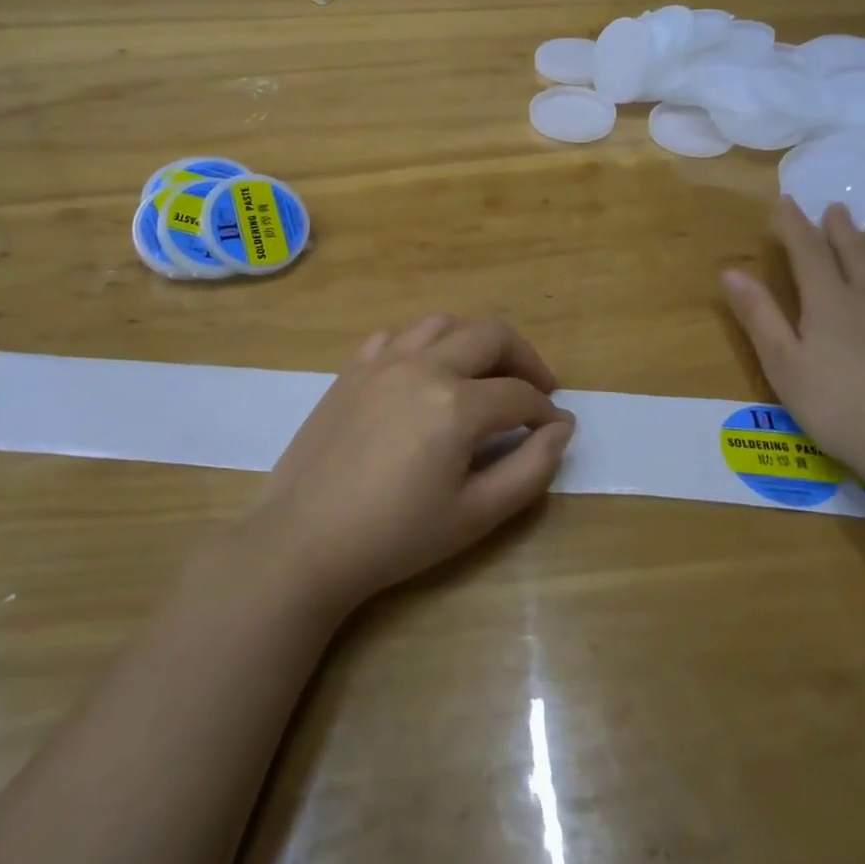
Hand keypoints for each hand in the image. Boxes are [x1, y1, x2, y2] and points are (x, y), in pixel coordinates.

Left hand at [242, 314, 574, 614]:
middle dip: (524, 358)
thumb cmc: (395, 537)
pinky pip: (396, 336)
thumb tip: (560, 429)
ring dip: (474, 342)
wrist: (304, 540)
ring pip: (443, 323)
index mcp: (457, 404)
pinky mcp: (352, 369)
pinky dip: (423, 346)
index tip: (555, 427)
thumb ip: (530, 470)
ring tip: (483, 375)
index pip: (520, 394)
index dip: (546, 410)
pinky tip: (423, 375)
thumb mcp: (475, 516)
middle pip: (491, 334)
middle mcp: (423, 366)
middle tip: (535, 388)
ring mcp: (383, 361)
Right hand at [722, 199, 864, 497]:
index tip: (787, 201)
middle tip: (837, 207)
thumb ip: (759, 316)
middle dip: (842, 228)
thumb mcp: (784, 366)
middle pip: (857, 252)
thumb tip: (731, 271)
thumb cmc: (841, 410)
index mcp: (830, 303)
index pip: (807, 253)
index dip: (795, 226)